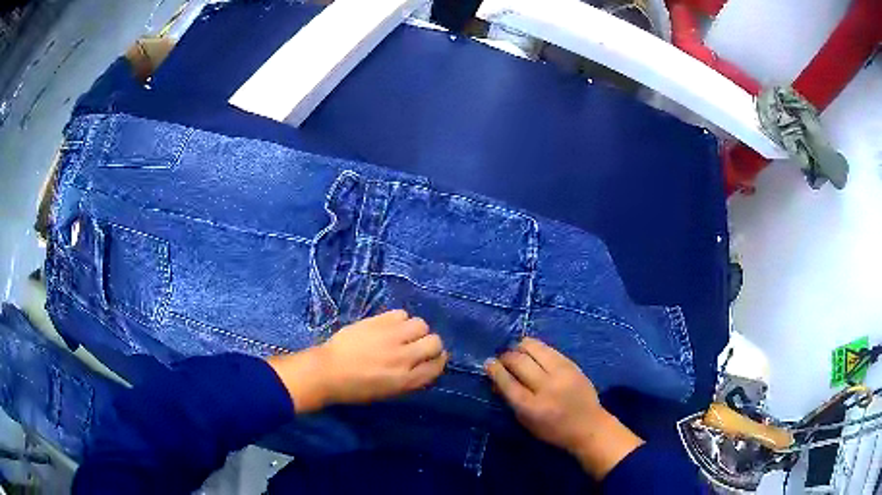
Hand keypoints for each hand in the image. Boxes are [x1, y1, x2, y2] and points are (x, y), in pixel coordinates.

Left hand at [268, 310, 447, 412]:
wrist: (327, 371)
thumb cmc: (355, 388)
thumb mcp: (388, 392)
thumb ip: (410, 379)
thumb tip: (425, 365)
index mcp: (406, 380)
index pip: (437, 365)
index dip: (438, 360)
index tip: (432, 358)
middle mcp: (403, 357)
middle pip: (435, 342)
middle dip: (431, 344)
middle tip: (418, 345)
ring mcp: (391, 337)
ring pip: (420, 324)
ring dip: (416, 330)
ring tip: (403, 334)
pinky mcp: (377, 321)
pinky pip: (401, 314)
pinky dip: (400, 320)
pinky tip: (390, 326)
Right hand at [485, 337, 643, 479]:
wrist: (589, 426)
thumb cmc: (554, 430)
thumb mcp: (527, 422)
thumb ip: (511, 400)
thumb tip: (496, 379)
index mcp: (532, 407)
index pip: (507, 382)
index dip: (495, 370)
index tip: (488, 363)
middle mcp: (546, 387)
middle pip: (519, 362)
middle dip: (506, 356)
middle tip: (501, 357)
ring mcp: (561, 373)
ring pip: (534, 348)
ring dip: (520, 347)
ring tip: (515, 350)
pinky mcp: (572, 364)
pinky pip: (549, 349)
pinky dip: (536, 347)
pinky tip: (530, 349)